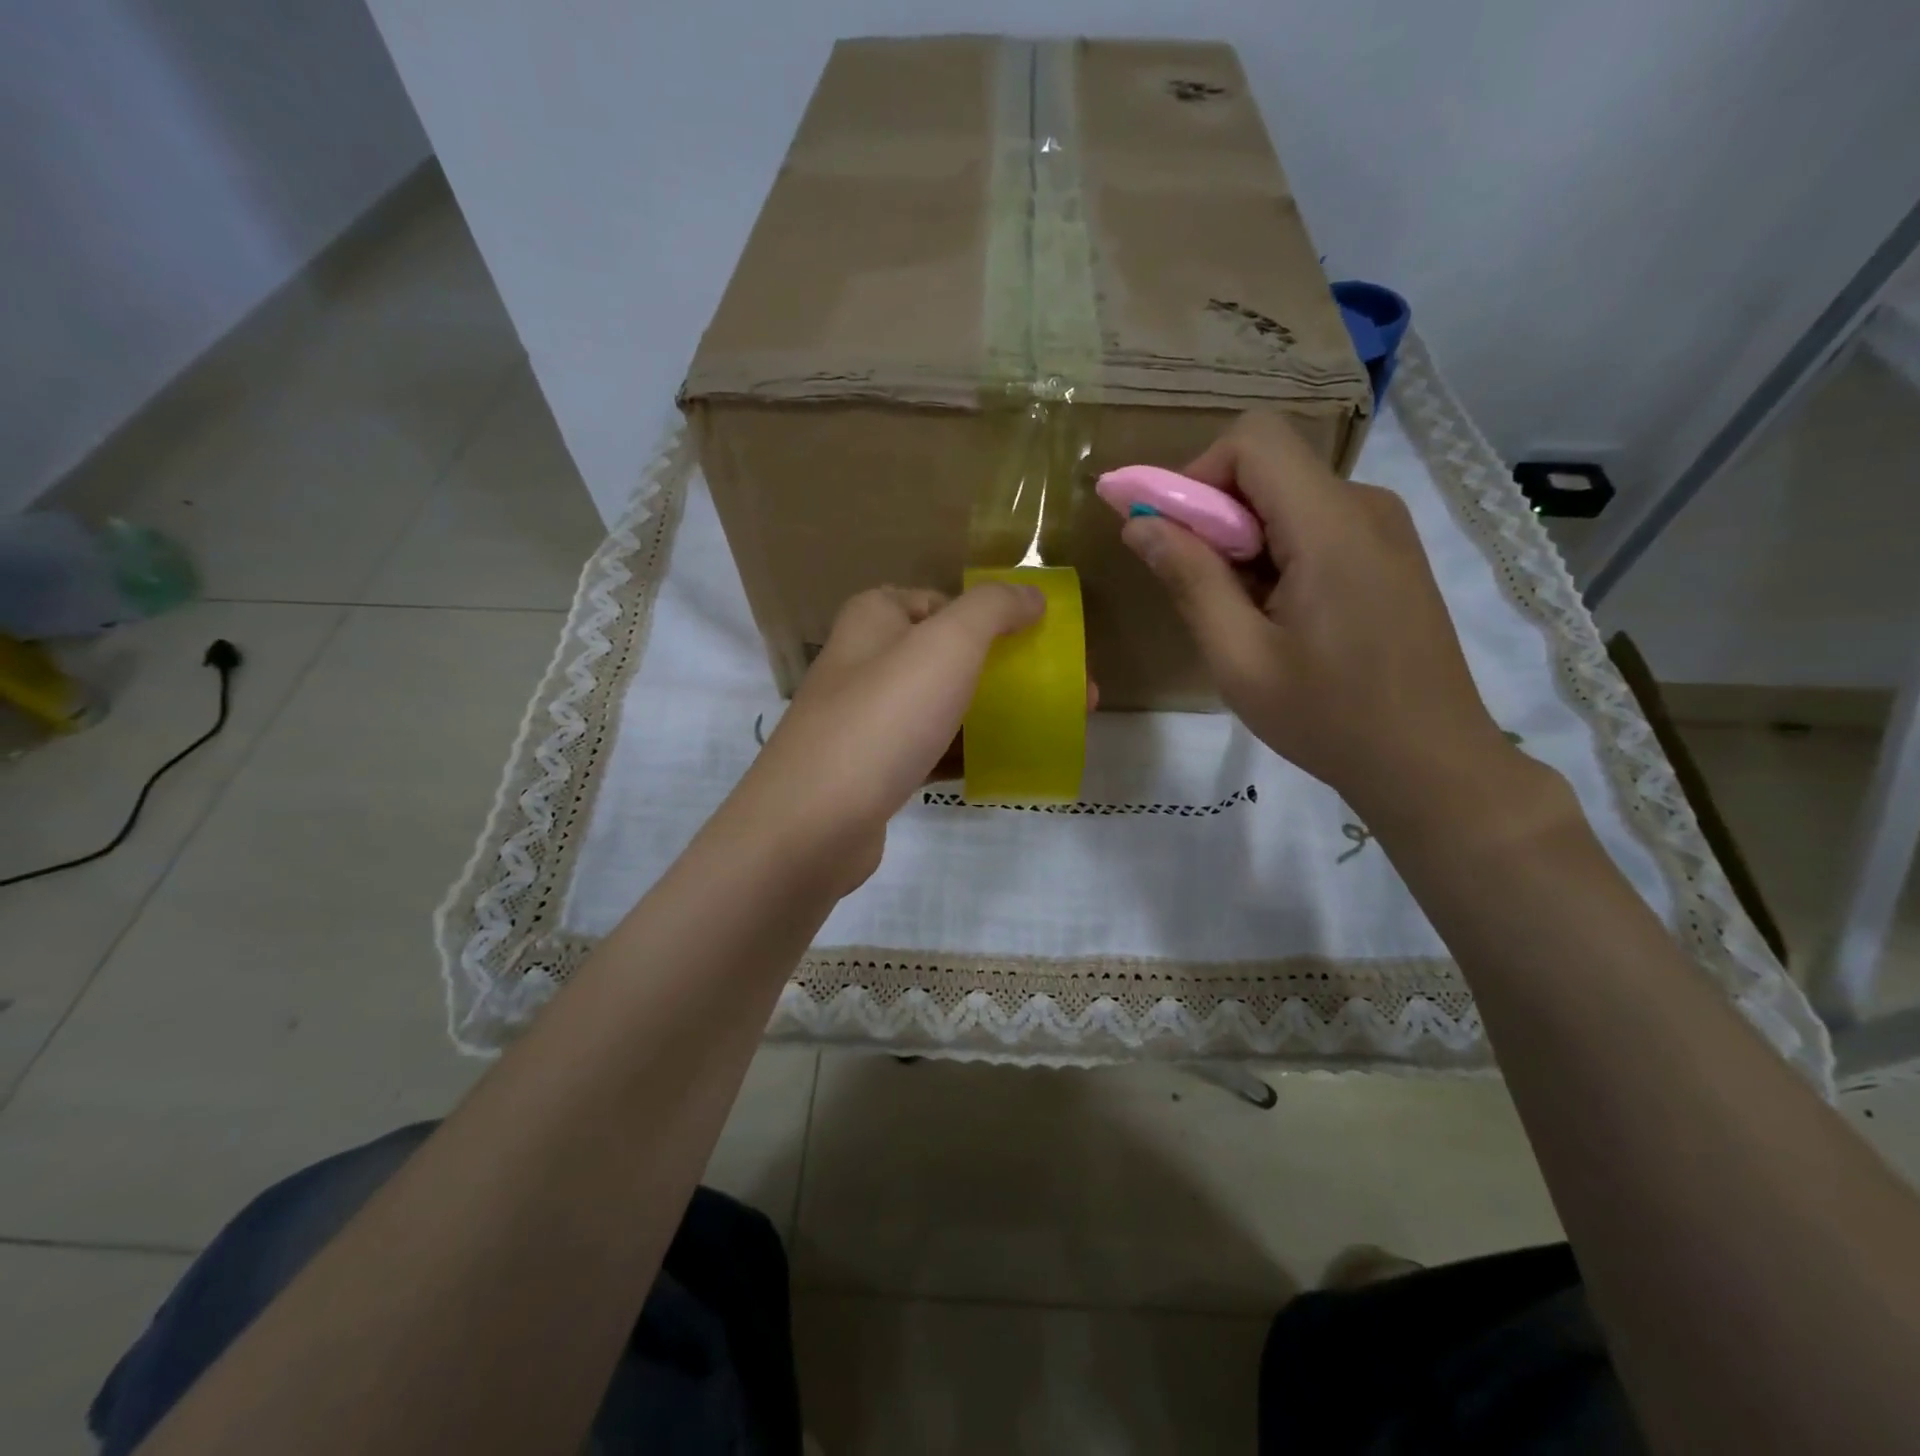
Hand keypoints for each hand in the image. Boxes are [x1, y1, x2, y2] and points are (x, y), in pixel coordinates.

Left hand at [728, 582, 1054, 891]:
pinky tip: (1004, 766)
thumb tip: (1031, 595)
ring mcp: (866, 719)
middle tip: (1065, 691)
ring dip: (993, 714)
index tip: (1037, 638)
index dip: (991, 614)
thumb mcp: (947, 644)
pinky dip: (965, 753)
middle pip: (948, 655)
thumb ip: (993, 609)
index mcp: (874, 618)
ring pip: (943, 705)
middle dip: (1007, 670)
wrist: (814, 822)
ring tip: (1050, 727)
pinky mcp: (873, 769)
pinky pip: (930, 750)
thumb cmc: (883, 717)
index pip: (941, 600)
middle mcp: (865, 662)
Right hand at [1121, 410, 1521, 827]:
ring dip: (1243, 543)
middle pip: (1267, 468)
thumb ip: (1189, 580)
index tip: (1170, 538)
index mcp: (1330, 525)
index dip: (1195, 475)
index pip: (1252, 439)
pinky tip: (1279, 618)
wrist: (1430, 761)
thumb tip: (1139, 525)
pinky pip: (1314, 524)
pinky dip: (1276, 554)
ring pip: (1287, 498)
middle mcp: (1364, 505)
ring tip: (1243, 618)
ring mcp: (1384, 528)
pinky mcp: (1388, 552)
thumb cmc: (1329, 718)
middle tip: (1199, 592)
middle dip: (1214, 517)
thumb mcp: (1239, 658)